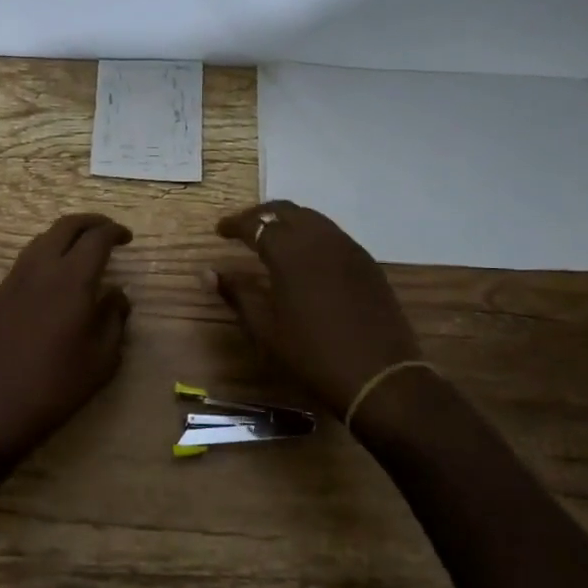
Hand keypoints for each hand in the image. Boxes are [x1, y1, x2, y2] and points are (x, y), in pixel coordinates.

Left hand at [0, 213, 133, 465]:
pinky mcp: (1, 292)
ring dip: (67, 234)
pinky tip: (57, 272)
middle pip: (67, 226)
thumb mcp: (102, 359)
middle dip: (91, 222)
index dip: (115, 232)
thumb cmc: (56, 386)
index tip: (127, 238)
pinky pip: (29, 256)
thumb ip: (114, 319)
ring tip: (84, 249)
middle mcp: (42, 267)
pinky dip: (49, 250)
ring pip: (44, 237)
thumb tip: (116, 295)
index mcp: (72, 279)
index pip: (97, 238)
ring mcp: (16, 278)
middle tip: (108, 232)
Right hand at [210, 201, 425, 420]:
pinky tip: (305, 256)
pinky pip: (333, 234)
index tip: (219, 230)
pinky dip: (311, 234)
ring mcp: (348, 248)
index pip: (256, 223)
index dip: (235, 224)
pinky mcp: (367, 262)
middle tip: (243, 228)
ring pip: (313, 218)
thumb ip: (237, 294)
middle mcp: (320, 239)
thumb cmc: (312, 354)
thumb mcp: (265, 328)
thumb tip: (208, 272)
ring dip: (288, 221)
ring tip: (271, 238)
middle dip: (261, 214)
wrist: (379, 376)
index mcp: (290, 252)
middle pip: (286, 210)